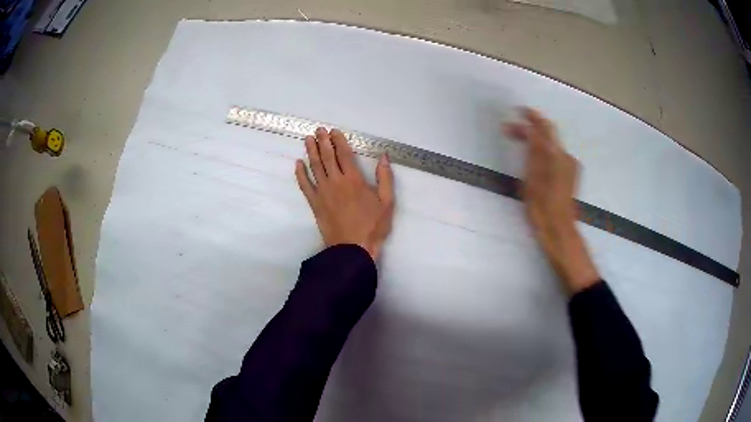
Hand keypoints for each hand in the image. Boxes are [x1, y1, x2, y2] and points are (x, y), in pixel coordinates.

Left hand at [295, 127, 394, 260]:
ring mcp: (322, 192)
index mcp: (354, 180)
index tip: (333, 131)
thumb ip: (385, 178)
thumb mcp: (387, 202)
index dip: (338, 141)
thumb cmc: (372, 226)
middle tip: (318, 130)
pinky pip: (305, 185)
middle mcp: (336, 182)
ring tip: (308, 139)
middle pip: (327, 157)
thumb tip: (384, 157)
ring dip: (310, 151)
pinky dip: (300, 174)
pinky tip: (297, 164)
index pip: (343, 154)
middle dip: (323, 141)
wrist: (353, 248)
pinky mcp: (315, 203)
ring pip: (314, 167)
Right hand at [505, 108, 599, 293]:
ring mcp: (570, 167)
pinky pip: (554, 157)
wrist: (559, 230)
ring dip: (535, 142)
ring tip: (517, 145)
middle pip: (547, 137)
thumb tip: (531, 129)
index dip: (533, 116)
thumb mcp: (532, 177)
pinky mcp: (570, 175)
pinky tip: (532, 160)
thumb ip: (533, 151)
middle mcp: (566, 157)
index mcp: (557, 156)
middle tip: (509, 132)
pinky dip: (542, 152)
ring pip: (551, 147)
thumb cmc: (542, 207)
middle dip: (529, 131)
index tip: (519, 110)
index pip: (545, 127)